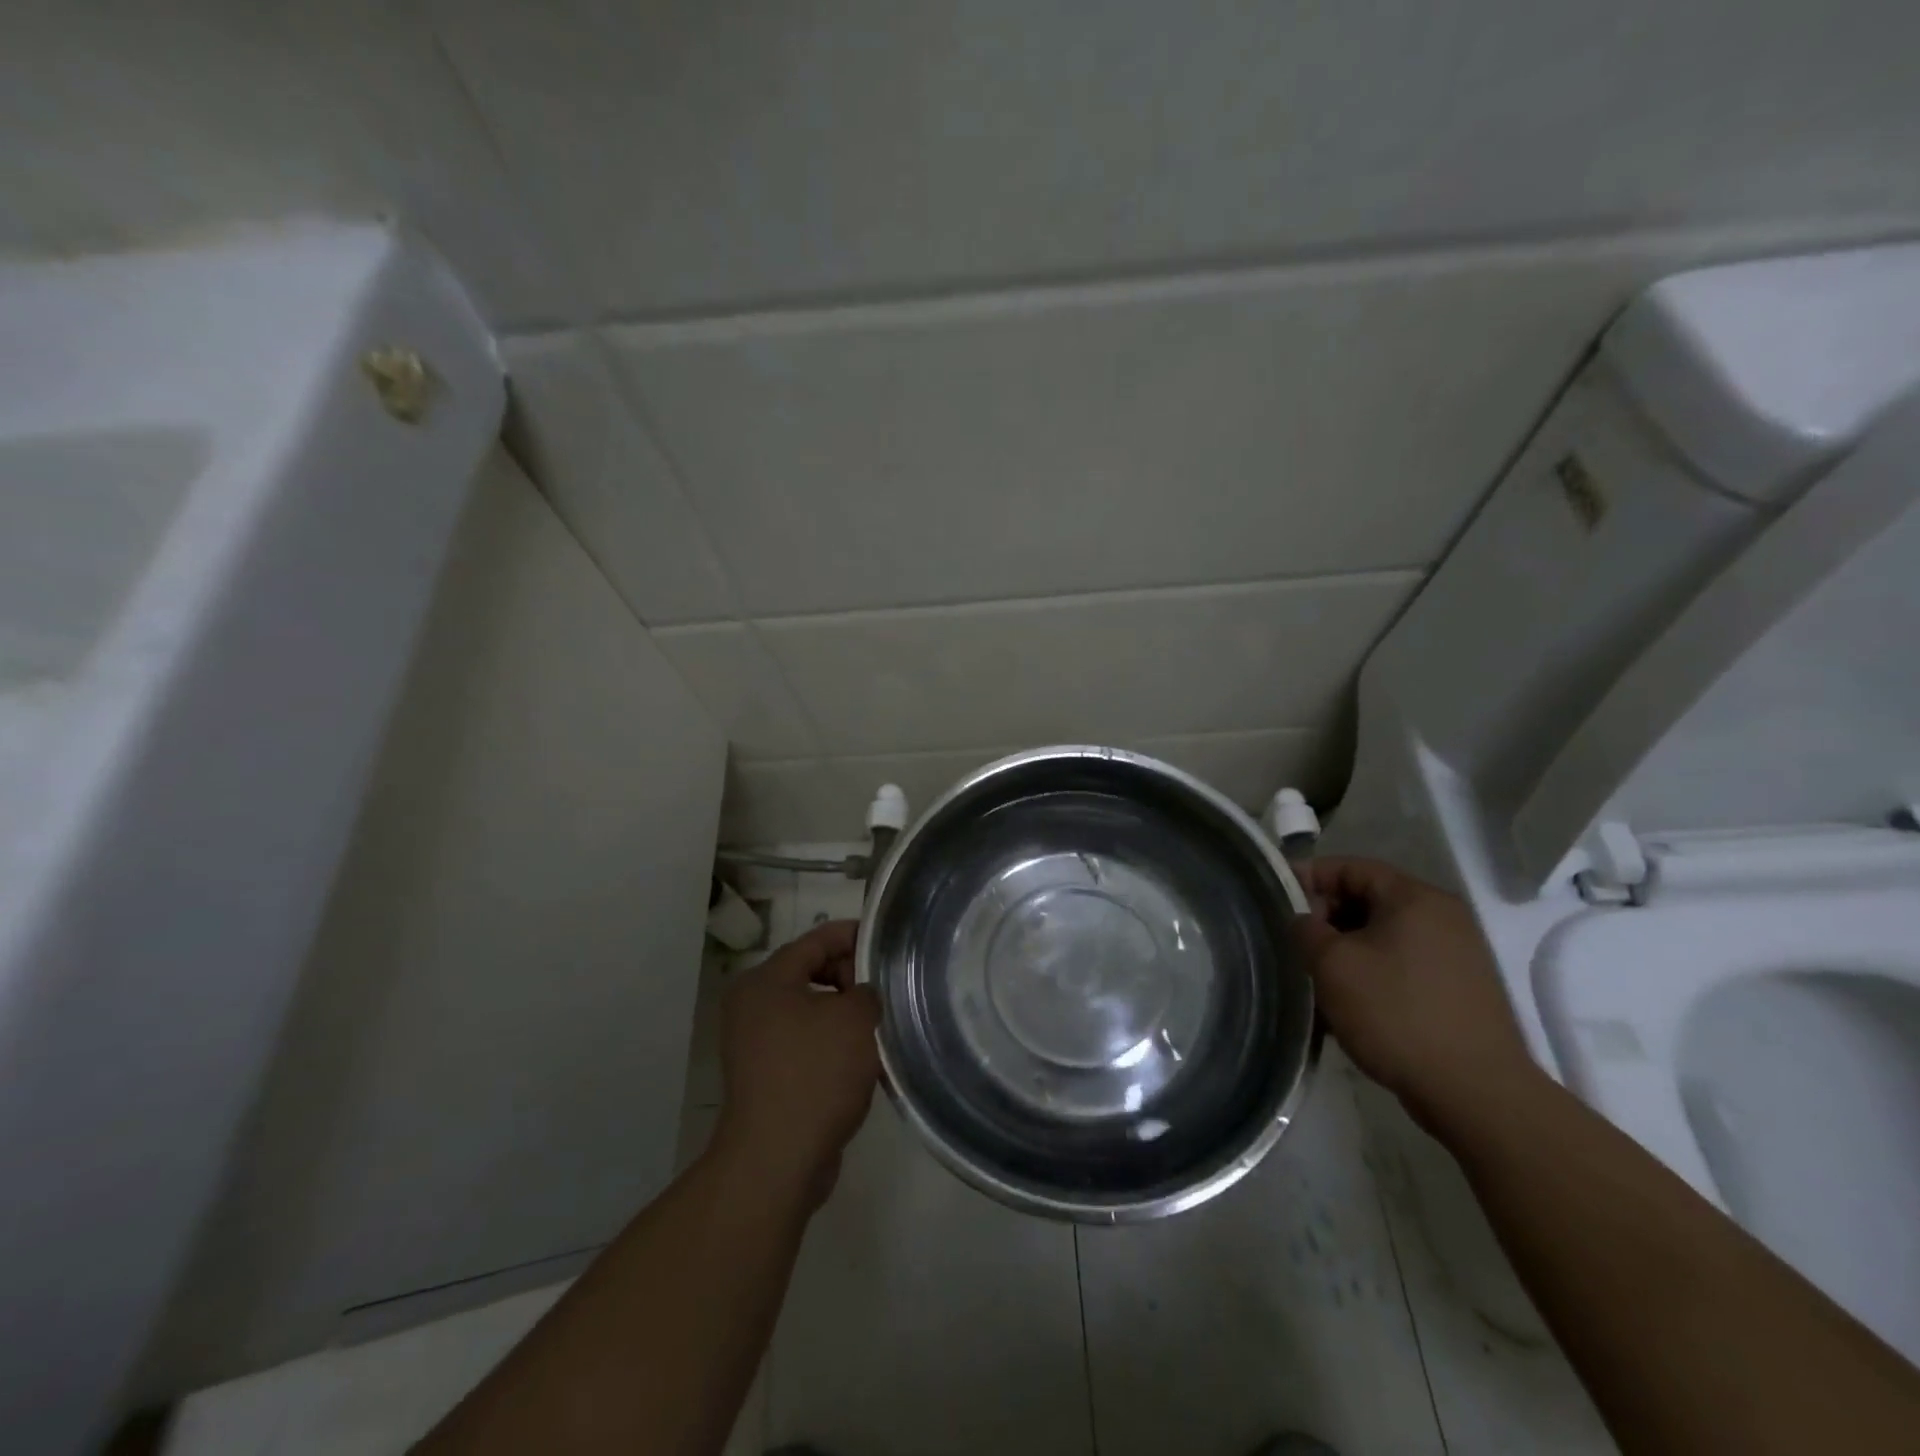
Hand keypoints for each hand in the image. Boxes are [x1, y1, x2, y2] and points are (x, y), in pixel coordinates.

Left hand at [713, 919, 879, 1206]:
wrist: (777, 1160)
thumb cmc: (815, 1074)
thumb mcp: (855, 1019)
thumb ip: (867, 990)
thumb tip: (864, 994)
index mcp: (765, 980)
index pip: (817, 939)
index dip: (855, 935)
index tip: (889, 943)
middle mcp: (753, 1005)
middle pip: (812, 971)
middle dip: (852, 977)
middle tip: (888, 990)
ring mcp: (755, 1042)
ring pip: (812, 1010)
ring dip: (846, 1014)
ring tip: (882, 1025)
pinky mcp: (766, 1075)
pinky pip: (806, 1042)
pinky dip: (833, 1043)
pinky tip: (864, 1060)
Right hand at [1295, 857, 1540, 1131]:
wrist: (1474, 1092)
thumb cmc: (1396, 1013)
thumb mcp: (1332, 964)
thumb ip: (1306, 929)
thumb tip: (1303, 920)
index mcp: (1415, 898)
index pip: (1351, 867)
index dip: (1309, 876)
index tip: (1276, 898)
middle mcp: (1442, 916)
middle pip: (1369, 898)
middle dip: (1326, 915)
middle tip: (1296, 941)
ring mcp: (1456, 954)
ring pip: (1384, 934)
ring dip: (1346, 947)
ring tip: (1317, 975)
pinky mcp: (1459, 989)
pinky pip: (1403, 963)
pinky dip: (1372, 970)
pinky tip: (1350, 1001)